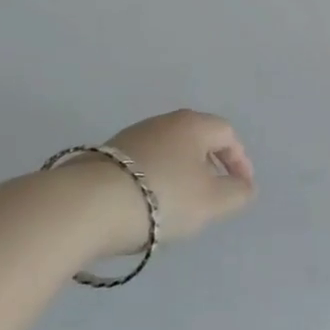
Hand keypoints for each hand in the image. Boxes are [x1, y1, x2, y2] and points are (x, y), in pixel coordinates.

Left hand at [92, 109, 255, 253]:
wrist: (84, 207)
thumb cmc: (161, 198)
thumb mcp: (212, 202)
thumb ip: (237, 193)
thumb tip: (245, 186)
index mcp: (193, 125)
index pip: (227, 134)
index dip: (240, 160)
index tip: (241, 187)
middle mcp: (163, 122)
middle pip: (196, 140)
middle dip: (209, 166)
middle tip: (212, 194)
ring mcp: (129, 137)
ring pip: (167, 152)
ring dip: (179, 175)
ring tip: (178, 206)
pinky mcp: (102, 157)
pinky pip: (142, 165)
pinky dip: (153, 182)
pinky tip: (145, 207)